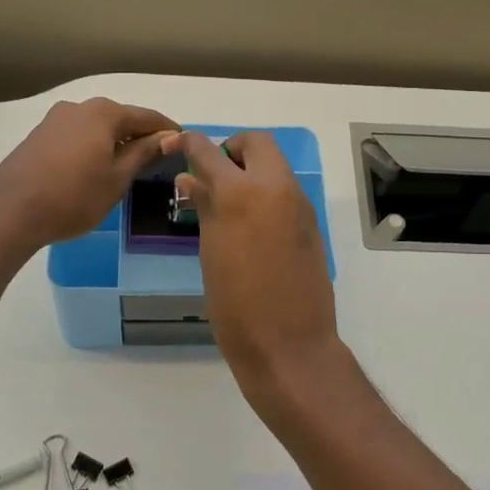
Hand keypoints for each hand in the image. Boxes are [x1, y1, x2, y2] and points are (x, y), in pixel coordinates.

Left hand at [0, 98, 176, 256]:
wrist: (10, 212)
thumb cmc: (74, 197)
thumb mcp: (118, 178)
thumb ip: (144, 153)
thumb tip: (167, 138)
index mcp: (104, 113)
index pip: (147, 117)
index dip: (167, 131)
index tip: (184, 143)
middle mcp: (79, 107)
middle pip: (120, 119)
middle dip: (140, 136)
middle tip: (159, 158)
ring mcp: (55, 120)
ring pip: (97, 128)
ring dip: (115, 142)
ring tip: (129, 166)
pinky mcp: (38, 137)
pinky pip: (77, 137)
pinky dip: (94, 147)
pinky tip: (96, 168)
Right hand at [171, 131, 341, 401]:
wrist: (288, 345)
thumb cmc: (236, 305)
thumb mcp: (210, 253)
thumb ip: (204, 207)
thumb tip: (190, 180)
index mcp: (242, 194)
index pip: (211, 152)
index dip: (191, 143)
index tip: (178, 145)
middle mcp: (276, 189)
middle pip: (258, 143)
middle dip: (233, 150)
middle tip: (213, 177)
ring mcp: (299, 206)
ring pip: (275, 167)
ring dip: (252, 172)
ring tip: (228, 205)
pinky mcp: (311, 225)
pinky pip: (286, 193)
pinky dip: (266, 194)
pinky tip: (251, 227)